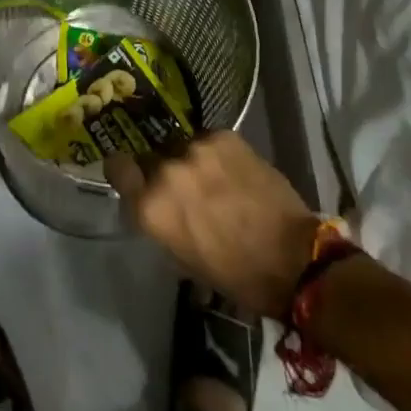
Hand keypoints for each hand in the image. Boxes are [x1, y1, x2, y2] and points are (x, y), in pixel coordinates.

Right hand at [106, 131, 320, 319]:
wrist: (294, 258)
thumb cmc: (236, 274)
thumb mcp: (183, 258)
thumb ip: (160, 221)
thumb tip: (155, 203)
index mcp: (152, 206)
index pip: (117, 166)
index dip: (122, 170)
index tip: (132, 175)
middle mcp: (167, 170)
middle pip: (151, 156)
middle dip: (161, 170)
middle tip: (183, 187)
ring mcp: (196, 148)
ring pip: (181, 146)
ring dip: (189, 161)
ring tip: (213, 179)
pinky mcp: (224, 136)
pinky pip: (208, 140)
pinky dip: (215, 154)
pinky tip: (232, 172)